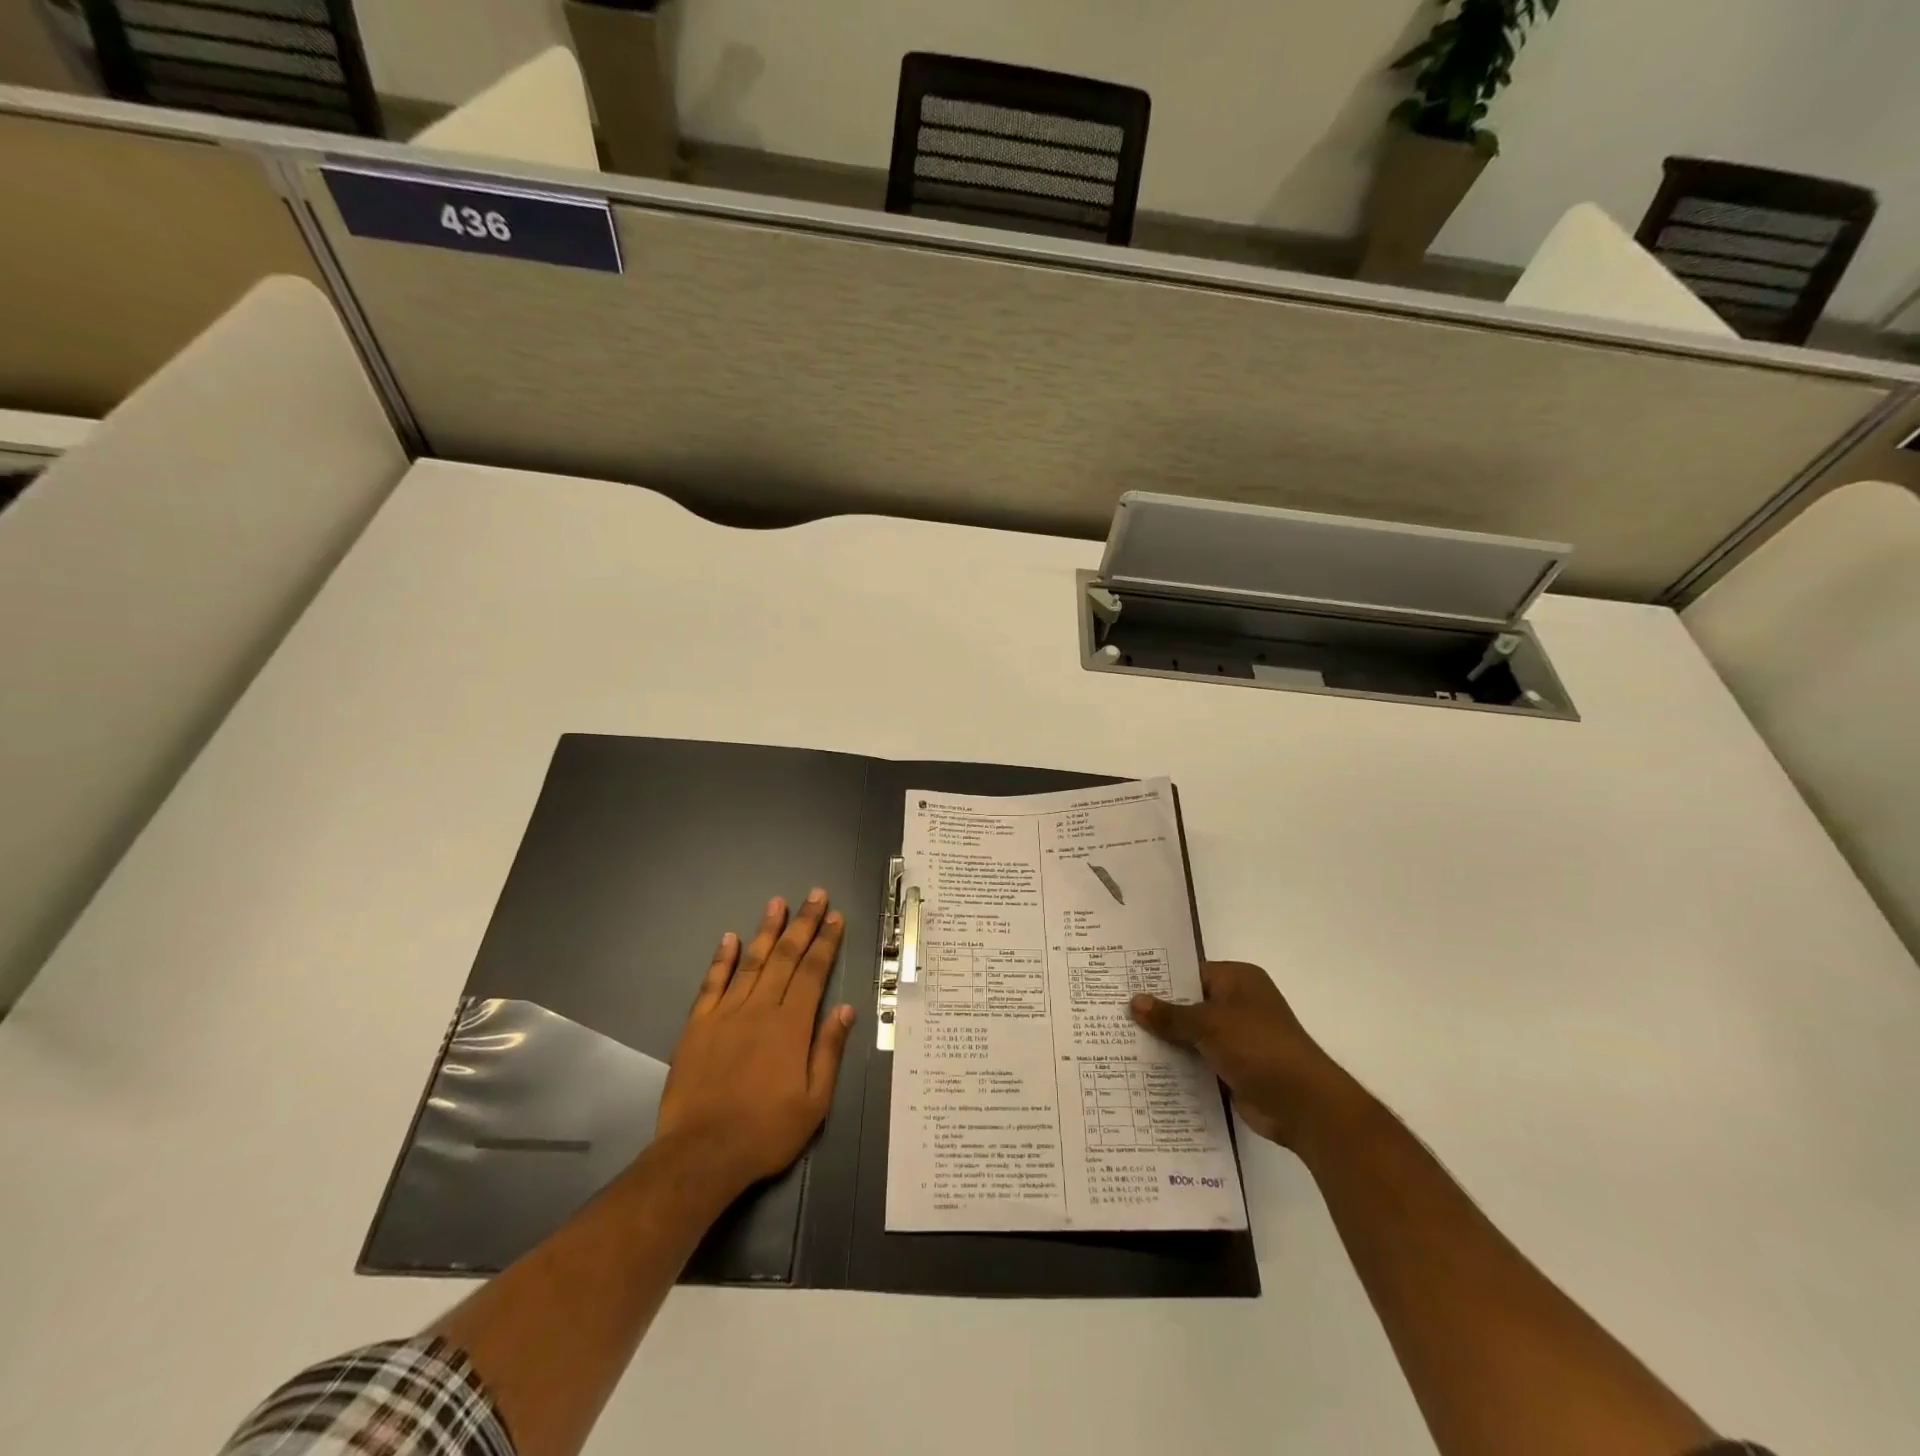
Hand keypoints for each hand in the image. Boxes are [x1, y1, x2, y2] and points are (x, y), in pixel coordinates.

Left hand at [655, 890, 856, 1195]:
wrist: (701, 1154)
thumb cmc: (765, 1131)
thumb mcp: (814, 1101)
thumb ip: (829, 1050)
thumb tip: (847, 1009)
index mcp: (792, 1026)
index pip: (813, 972)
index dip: (826, 942)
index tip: (836, 917)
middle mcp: (760, 1009)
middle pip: (785, 957)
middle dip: (803, 924)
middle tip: (815, 895)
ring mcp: (726, 1014)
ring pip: (751, 962)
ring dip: (766, 930)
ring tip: (778, 902)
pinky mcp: (697, 1026)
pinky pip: (712, 984)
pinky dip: (722, 959)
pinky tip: (730, 938)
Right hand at [1131, 961, 1351, 1148]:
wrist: (1303, 1105)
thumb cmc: (1259, 1048)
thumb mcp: (1210, 1024)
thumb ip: (1171, 1015)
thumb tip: (1134, 1002)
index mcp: (1238, 980)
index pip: (1188, 972)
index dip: (1157, 979)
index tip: (1122, 985)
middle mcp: (1237, 1004)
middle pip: (1188, 1003)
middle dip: (1157, 1012)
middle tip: (1113, 1013)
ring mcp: (1236, 1038)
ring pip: (1191, 1034)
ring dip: (1165, 1041)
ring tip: (1119, 1041)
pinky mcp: (1233, 1068)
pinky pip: (1198, 1060)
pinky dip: (1178, 1065)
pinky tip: (1145, 1069)